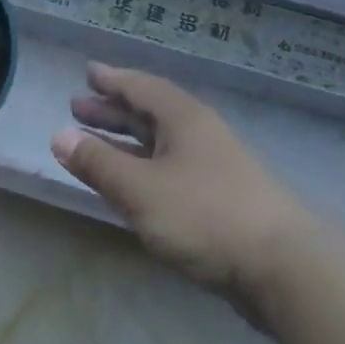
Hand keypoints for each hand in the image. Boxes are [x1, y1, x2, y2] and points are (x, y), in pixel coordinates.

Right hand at [52, 63, 311, 311]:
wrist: (286, 270)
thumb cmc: (205, 216)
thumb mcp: (140, 188)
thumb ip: (97, 163)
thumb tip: (58, 136)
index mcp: (183, 119)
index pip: (141, 87)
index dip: (112, 80)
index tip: (88, 73)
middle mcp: (200, 136)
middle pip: (149, 114)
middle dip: (112, 111)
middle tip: (78, 108)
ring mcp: (213, 169)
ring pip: (160, 145)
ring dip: (125, 142)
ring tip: (93, 144)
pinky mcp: (221, 202)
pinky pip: (169, 170)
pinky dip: (142, 169)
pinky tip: (129, 185)